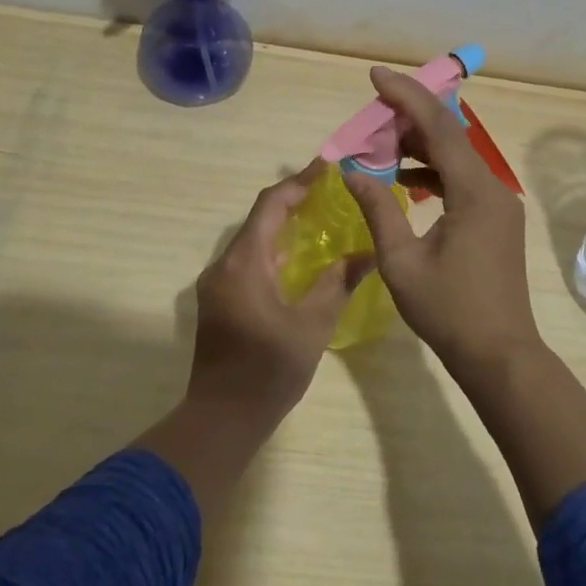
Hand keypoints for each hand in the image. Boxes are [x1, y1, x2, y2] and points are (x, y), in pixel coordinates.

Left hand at [186, 163, 372, 426]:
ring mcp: (217, 283)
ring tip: (322, 215)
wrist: (222, 419)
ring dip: (283, 224)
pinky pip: (248, 259)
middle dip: (294, 198)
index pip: (271, 204)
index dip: (299, 181)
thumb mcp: (312, 325)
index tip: (328, 166)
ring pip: (253, 239)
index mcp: (243, 263)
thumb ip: (337, 283)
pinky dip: (274, 247)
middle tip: (332, 189)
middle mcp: (224, 265)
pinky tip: (300, 255)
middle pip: (260, 217)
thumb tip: (368, 253)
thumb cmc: (268, 371)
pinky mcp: (219, 300)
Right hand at [344, 67, 541, 378]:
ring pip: (456, 157)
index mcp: (474, 191)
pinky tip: (405, 179)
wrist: (500, 355)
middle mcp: (493, 187)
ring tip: (380, 141)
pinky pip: (462, 180)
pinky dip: (433, 172)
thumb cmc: (449, 310)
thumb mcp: (401, 261)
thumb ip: (378, 209)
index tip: (376, 76)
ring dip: (420, 145)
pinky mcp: (496, 219)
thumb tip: (351, 171)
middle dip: (410, 116)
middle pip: (450, 135)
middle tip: (372, 109)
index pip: (438, 127)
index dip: (406, 96)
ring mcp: (499, 203)